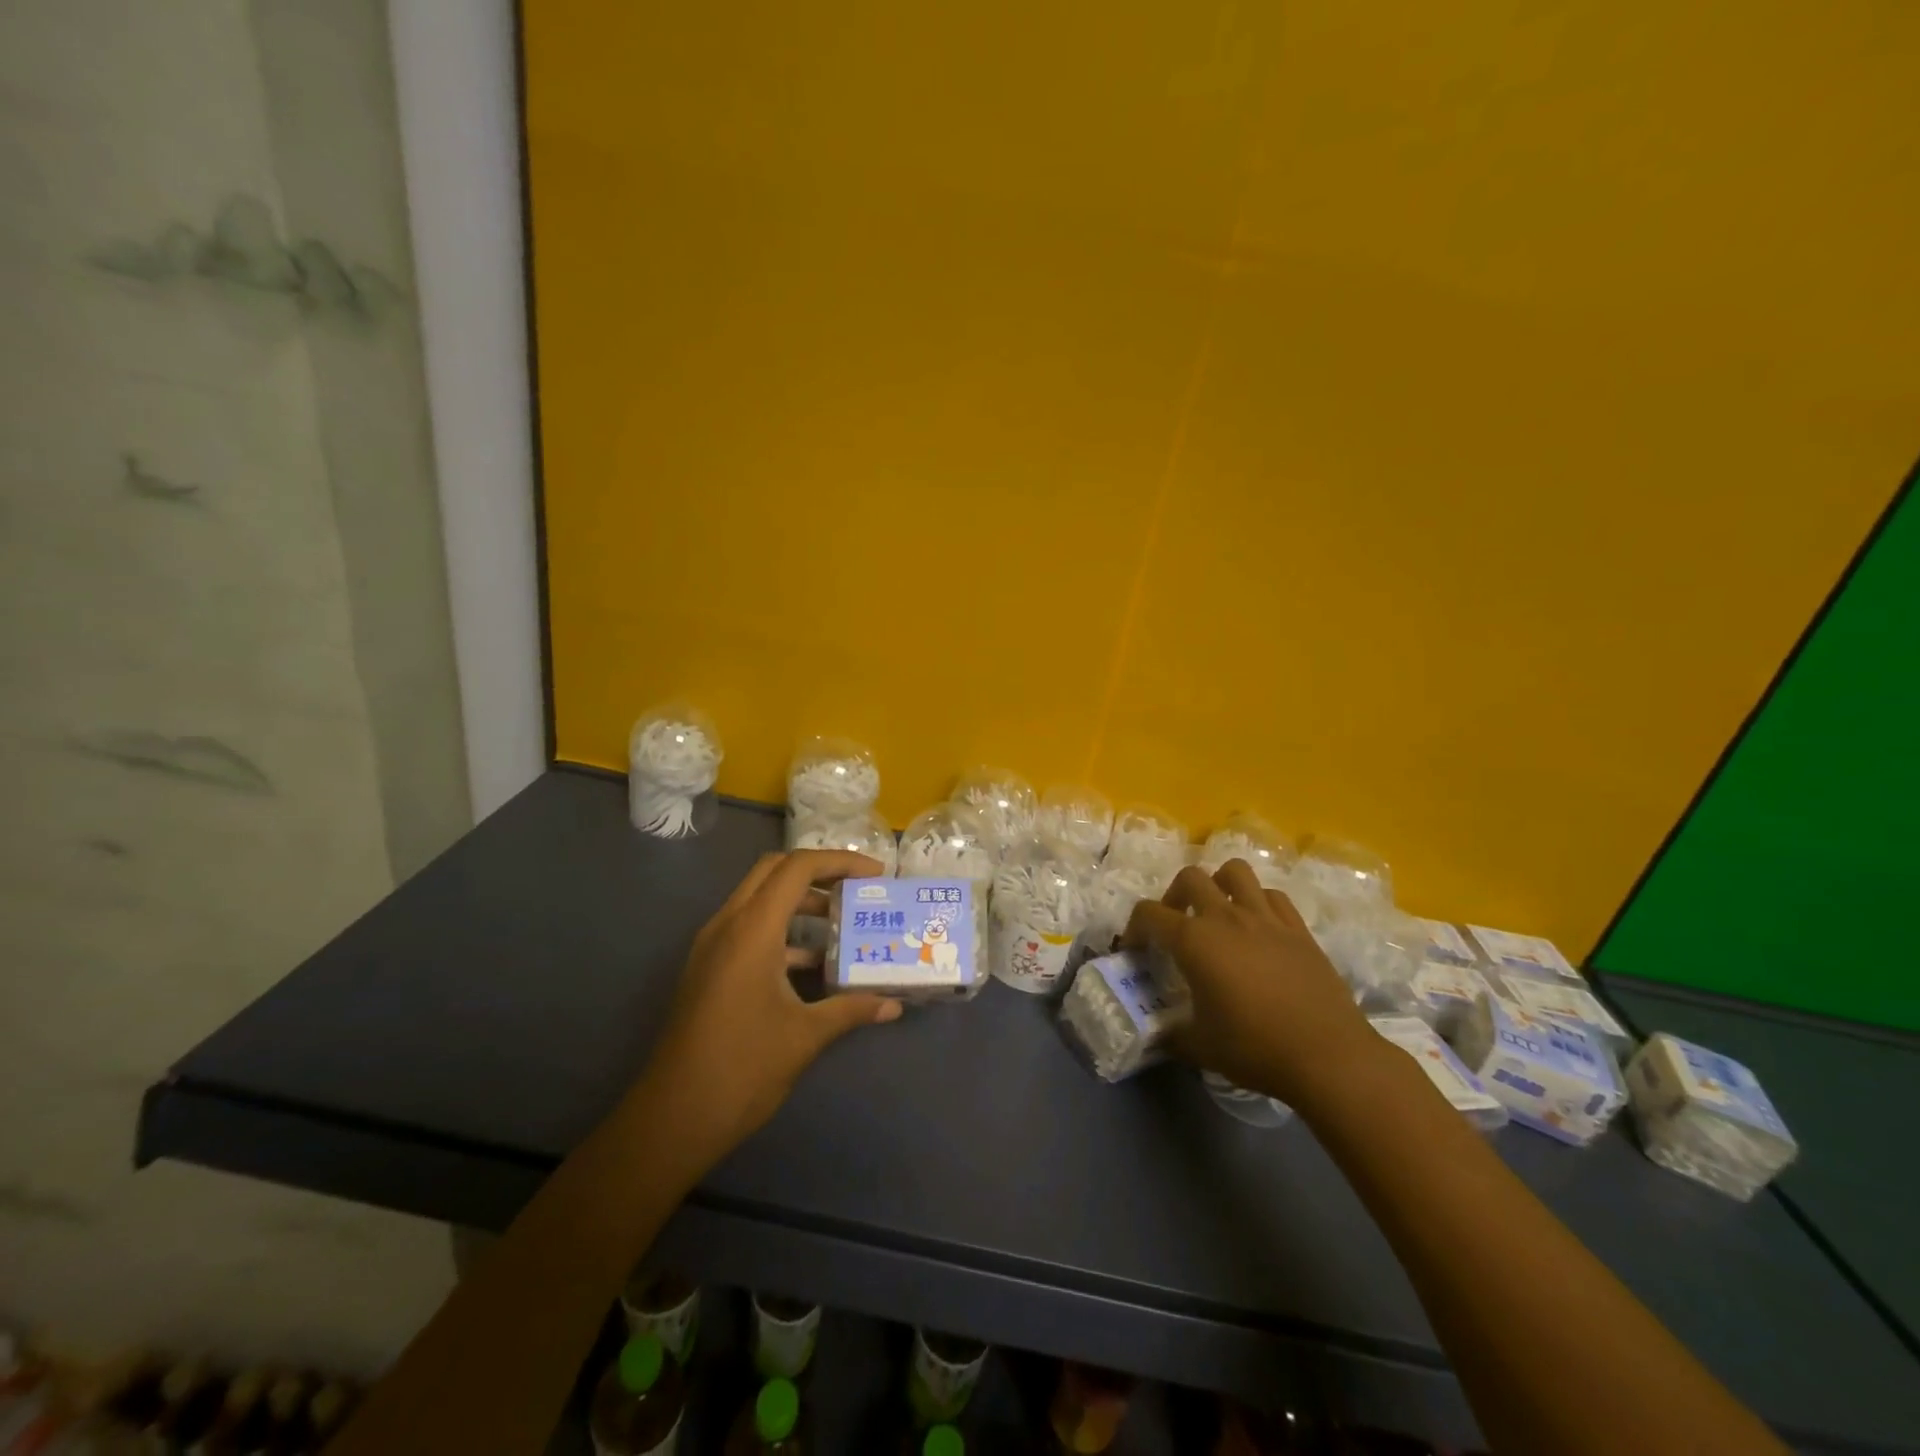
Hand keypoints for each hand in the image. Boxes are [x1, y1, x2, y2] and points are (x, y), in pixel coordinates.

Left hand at [635, 849, 902, 1170]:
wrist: (673, 1118)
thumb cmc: (742, 1069)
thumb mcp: (805, 1036)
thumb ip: (851, 1009)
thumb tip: (893, 1004)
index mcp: (752, 930)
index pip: (798, 867)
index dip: (840, 861)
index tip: (876, 876)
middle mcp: (728, 925)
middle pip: (775, 871)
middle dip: (820, 872)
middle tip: (858, 890)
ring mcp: (713, 946)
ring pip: (760, 899)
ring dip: (801, 902)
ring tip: (843, 924)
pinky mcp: (709, 968)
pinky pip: (749, 928)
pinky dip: (783, 931)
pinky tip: (813, 966)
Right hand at [1125, 860, 1380, 1106]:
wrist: (1328, 1055)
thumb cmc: (1255, 1048)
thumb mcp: (1200, 1047)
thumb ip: (1172, 1034)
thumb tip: (1158, 1035)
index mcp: (1194, 940)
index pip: (1149, 914)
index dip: (1134, 928)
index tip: (1135, 949)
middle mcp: (1226, 917)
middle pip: (1190, 878)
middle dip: (1173, 896)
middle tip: (1176, 925)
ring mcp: (1265, 918)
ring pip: (1235, 872)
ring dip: (1218, 884)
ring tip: (1217, 912)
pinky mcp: (1297, 928)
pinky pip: (1272, 896)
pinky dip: (1258, 902)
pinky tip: (1257, 928)